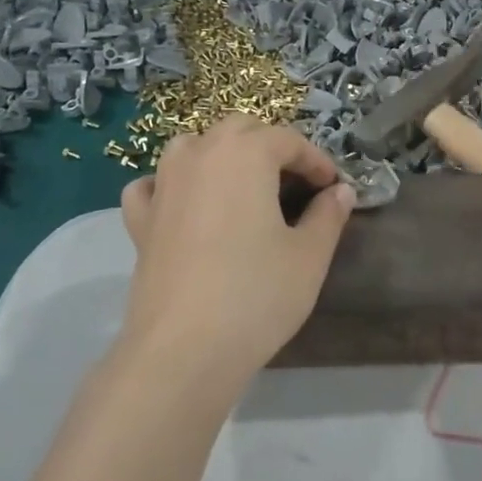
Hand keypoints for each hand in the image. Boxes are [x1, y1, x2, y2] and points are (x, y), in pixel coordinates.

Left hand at [117, 115, 353, 387]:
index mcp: (244, 154)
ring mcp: (163, 186)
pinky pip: (153, 185)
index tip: (334, 188)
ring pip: (193, 146)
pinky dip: (172, 185)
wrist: (183, 349)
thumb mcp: (309, 256)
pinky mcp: (141, 221)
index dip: (317, 161)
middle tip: (296, 183)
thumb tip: (340, 192)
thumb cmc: (257, 295)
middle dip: (271, 147)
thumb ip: (328, 216)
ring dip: (222, 154)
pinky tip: (186, 205)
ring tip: (244, 186)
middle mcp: (199, 156)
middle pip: (239, 130)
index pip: (289, 141)